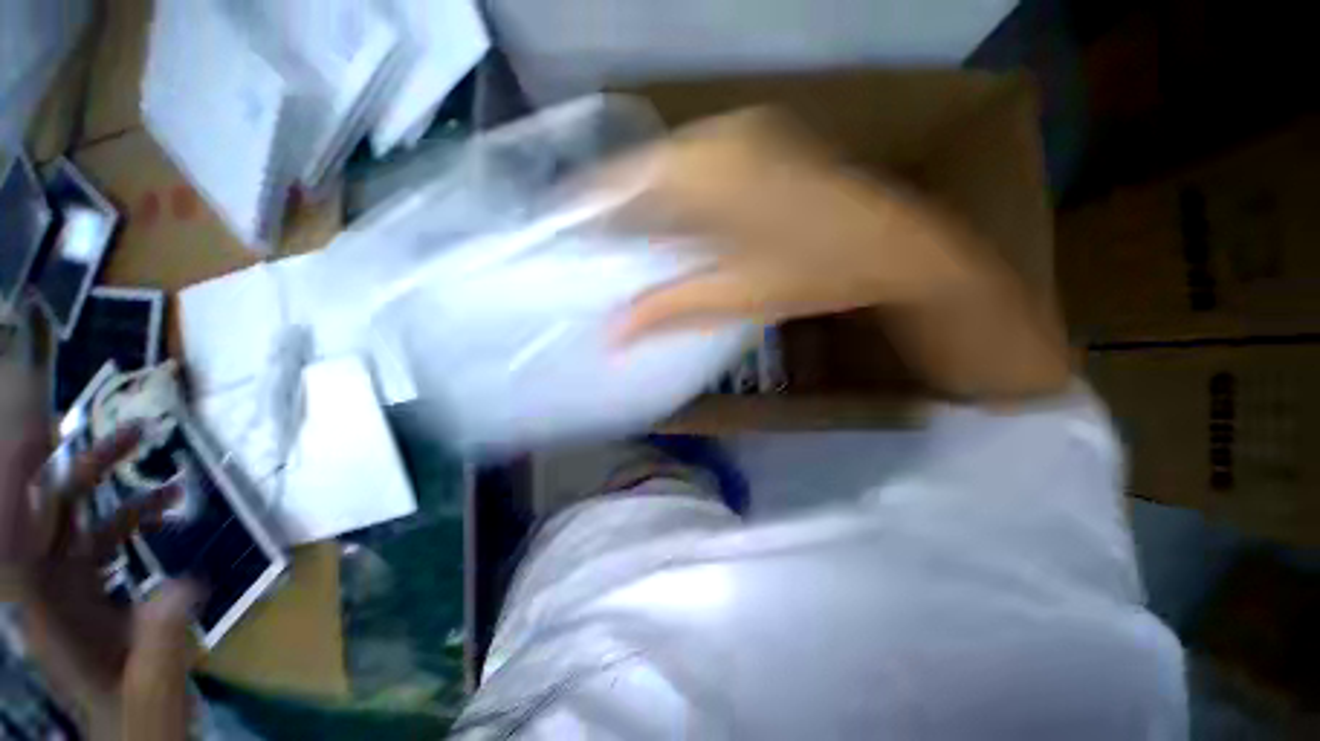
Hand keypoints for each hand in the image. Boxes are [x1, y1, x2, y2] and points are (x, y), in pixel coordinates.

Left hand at [0, 365, 197, 740]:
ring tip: (158, 463)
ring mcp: (68, 591)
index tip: (44, 434)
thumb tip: (184, 586)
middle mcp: (46, 592)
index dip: (18, 482)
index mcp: (44, 617)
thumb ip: (160, 647)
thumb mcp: (150, 700)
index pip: (14, 537)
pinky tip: (168, 510)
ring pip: (78, 523)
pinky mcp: (90, 593)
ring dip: (114, 488)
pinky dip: (132, 519)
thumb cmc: (135, 728)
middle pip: (50, 516)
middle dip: (82, 471)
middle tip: (133, 437)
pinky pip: (103, 542)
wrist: (133, 739)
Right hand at [603, 110, 1069, 397]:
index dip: (590, 208)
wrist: (893, 246)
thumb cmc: (813, 275)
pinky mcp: (760, 139)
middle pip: (643, 171)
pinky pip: (698, 162)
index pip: (622, 183)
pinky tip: (676, 221)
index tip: (568, 235)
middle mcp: (718, 138)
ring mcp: (743, 132)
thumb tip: (613, 334)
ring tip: (631, 239)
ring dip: (647, 200)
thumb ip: (668, 309)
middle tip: (600, 246)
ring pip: (670, 165)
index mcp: (707, 174)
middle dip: (617, 208)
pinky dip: (677, 191)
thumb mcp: (734, 298)